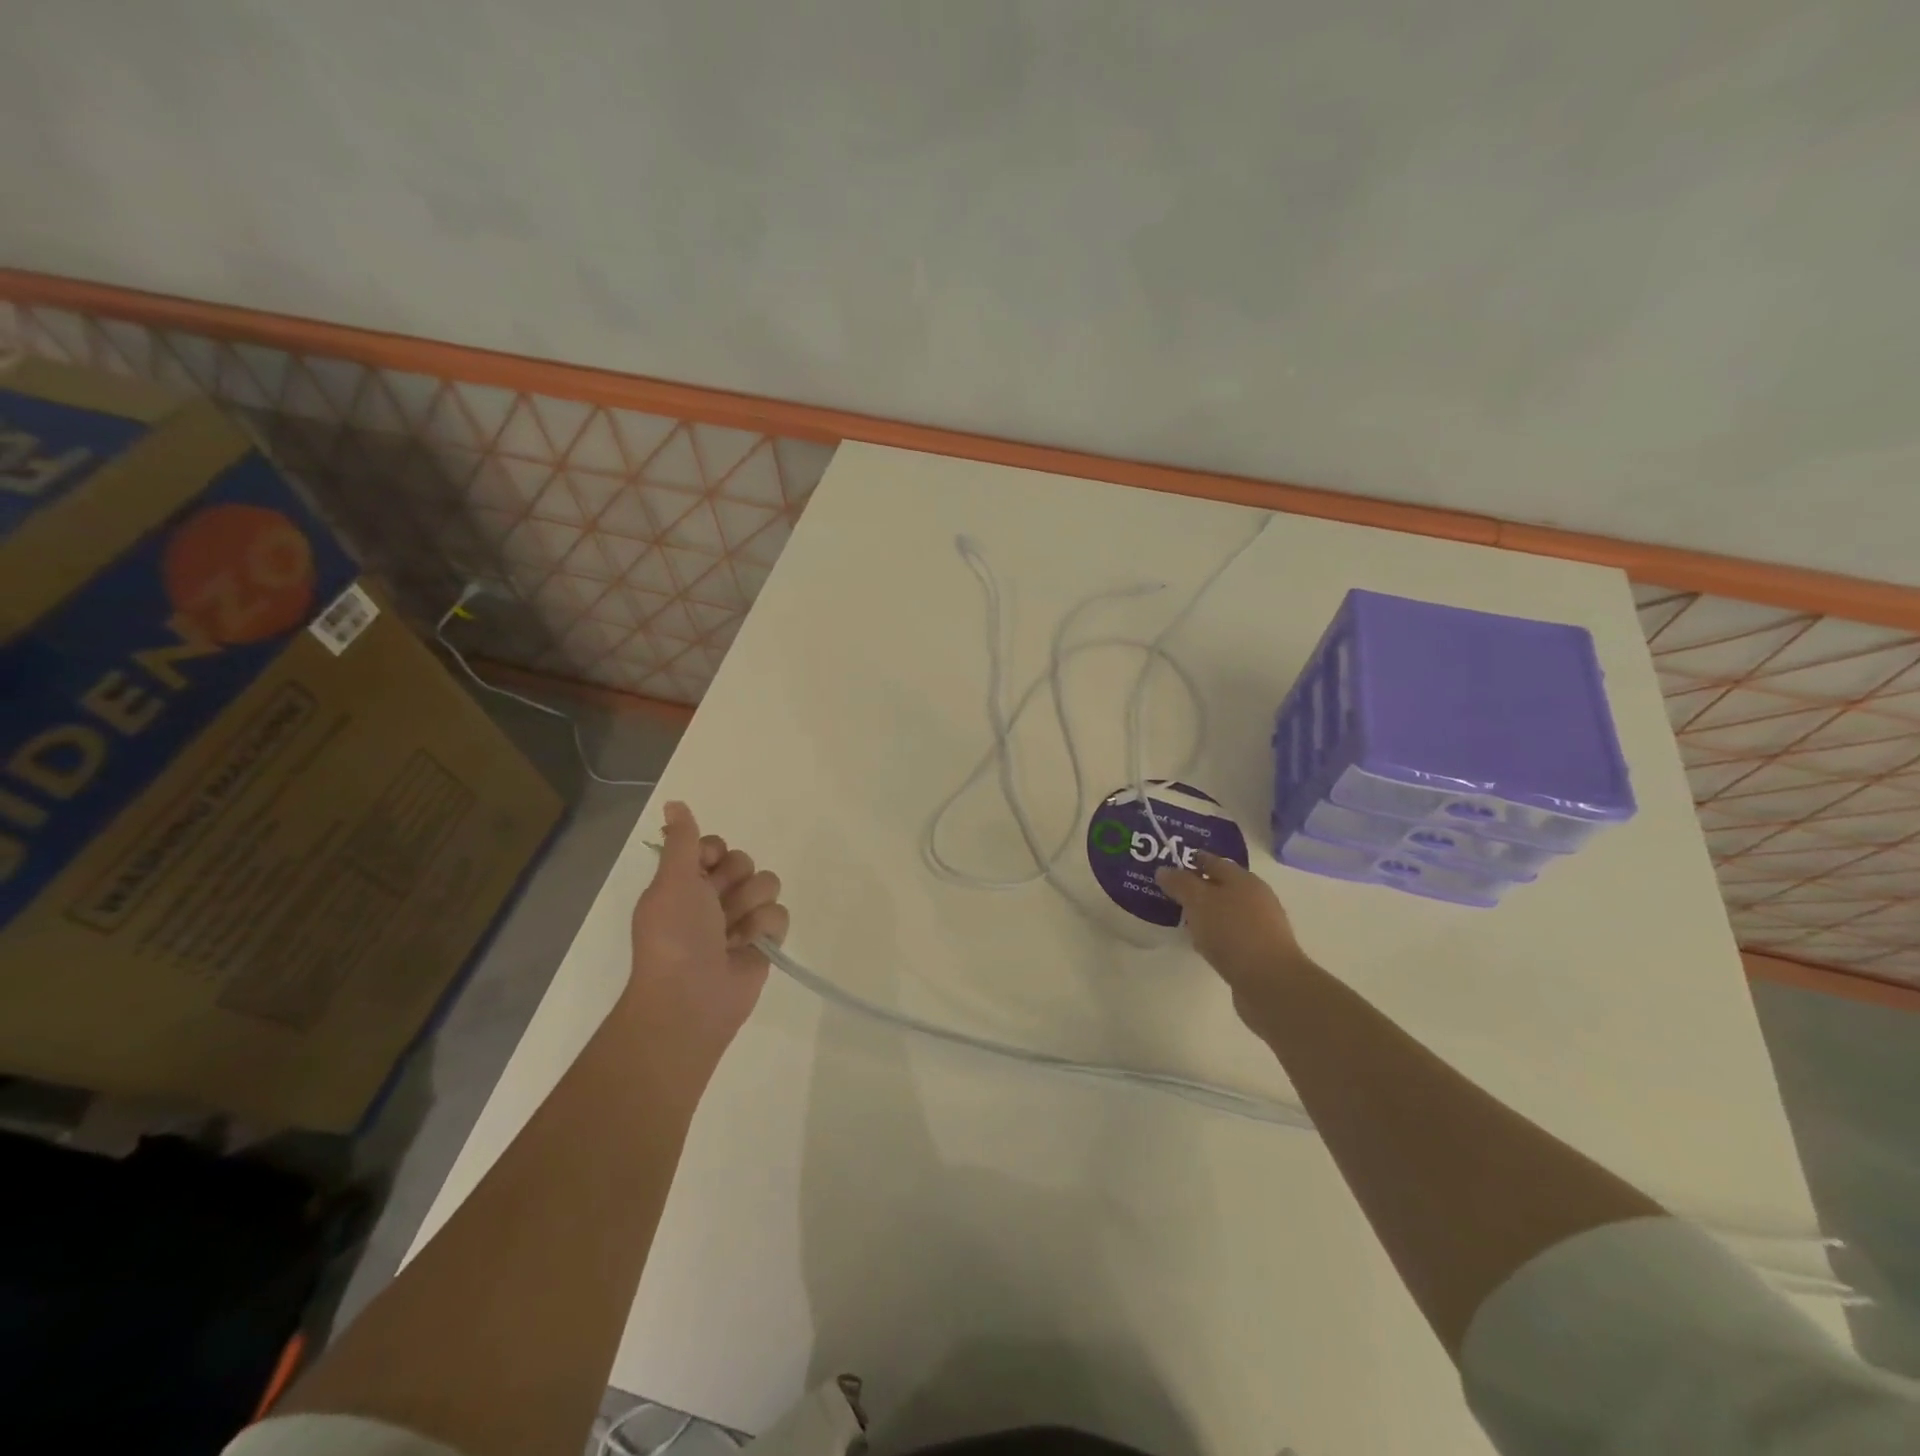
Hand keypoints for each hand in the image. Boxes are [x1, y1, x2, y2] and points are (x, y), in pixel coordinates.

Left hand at [624, 801, 789, 1062]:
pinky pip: (780, 914)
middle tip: (716, 906)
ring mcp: (741, 919)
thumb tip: (674, 802)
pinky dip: (763, 930)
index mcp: (686, 881)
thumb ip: (682, 841)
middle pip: (745, 861)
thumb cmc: (675, 937)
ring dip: (749, 907)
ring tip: (731, 933)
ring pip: (767, 884)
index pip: (715, 845)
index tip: (706, 867)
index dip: (715, 852)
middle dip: (735, 882)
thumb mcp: (672, 882)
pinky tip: (746, 948)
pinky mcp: (764, 941)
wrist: (691, 998)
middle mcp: (714, 897)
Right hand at [1156, 853, 1311, 1032]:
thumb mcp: (1199, 901)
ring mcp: (1260, 926)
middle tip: (1170, 894)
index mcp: (1243, 879)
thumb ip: (1180, 883)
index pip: (1213, 861)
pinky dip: (1214, 935)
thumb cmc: (1232, 932)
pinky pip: (1230, 935)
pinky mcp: (1259, 951)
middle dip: (1197, 888)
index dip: (1191, 860)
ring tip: (1182, 920)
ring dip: (1206, 914)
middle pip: (1221, 886)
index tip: (1168, 865)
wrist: (1270, 983)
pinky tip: (1201, 945)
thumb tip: (1164, 870)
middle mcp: (1256, 898)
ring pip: (1225, 912)